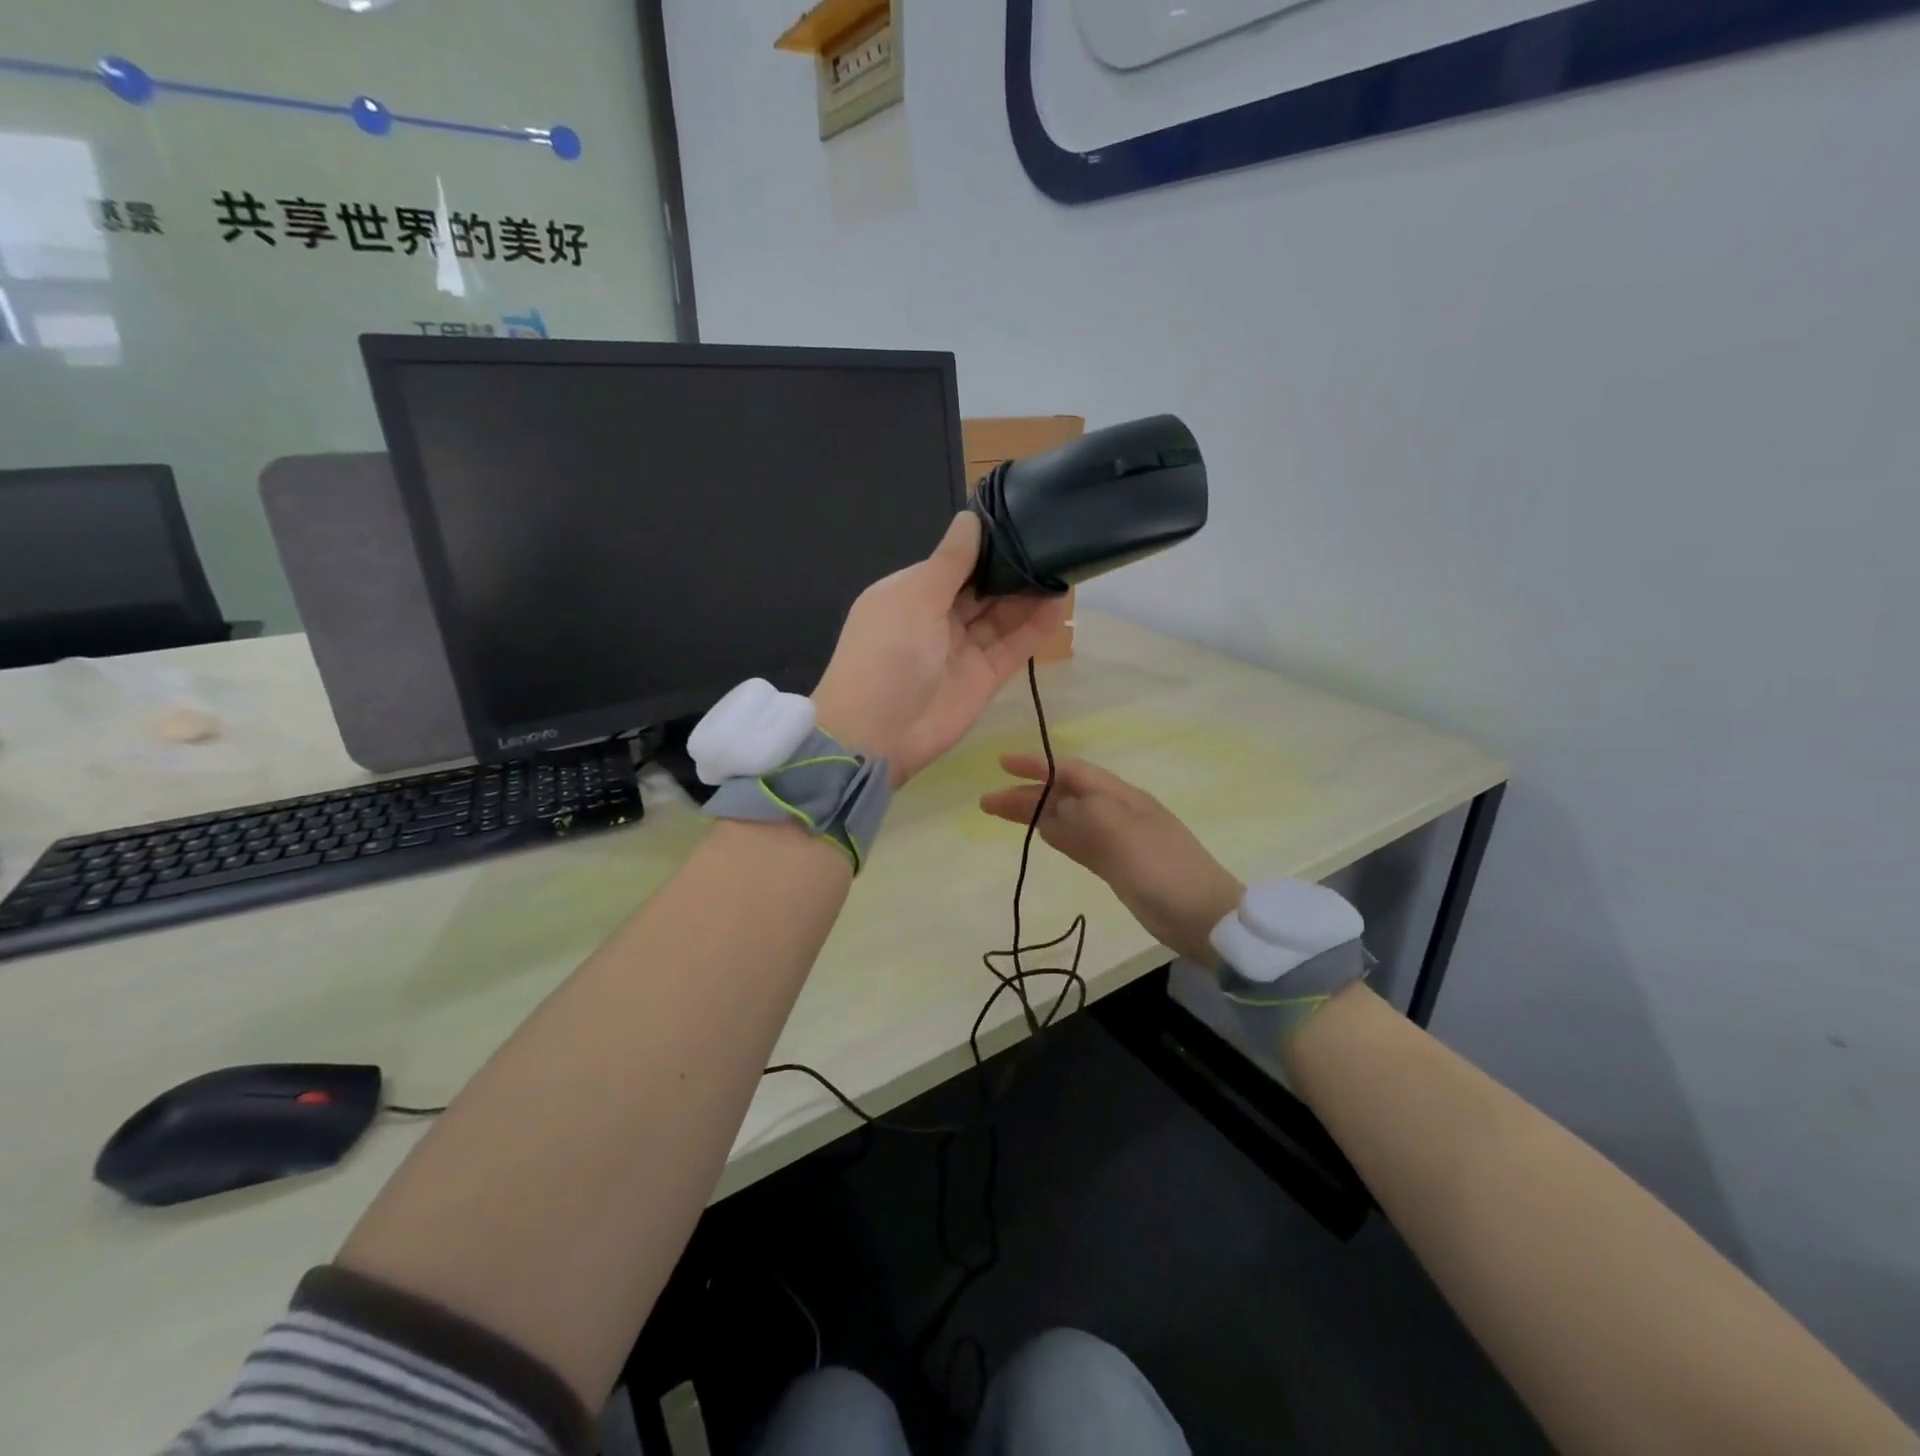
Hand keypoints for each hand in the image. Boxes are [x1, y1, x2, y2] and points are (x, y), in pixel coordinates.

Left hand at [812, 514, 1069, 784]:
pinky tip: (1058, 603)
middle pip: (981, 589)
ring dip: (1027, 595)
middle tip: (1053, 543)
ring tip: (1063, 567)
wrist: (878, 733)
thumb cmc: (887, 653)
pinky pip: (1013, 646)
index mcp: (911, 593)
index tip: (1022, 523)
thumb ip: (950, 561)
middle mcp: (937, 618)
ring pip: (1001, 616)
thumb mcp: (914, 596)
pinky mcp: (984, 677)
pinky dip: (1034, 627)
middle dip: (1011, 570)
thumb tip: (970, 518)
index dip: (986, 546)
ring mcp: (962, 649)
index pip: (954, 563)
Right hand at [980, 755, 1243, 964]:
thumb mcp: (1121, 833)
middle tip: (987, 801)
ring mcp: (1117, 839)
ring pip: (1067, 818)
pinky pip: (1077, 842)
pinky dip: (1055, 834)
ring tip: (1001, 814)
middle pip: (1064, 795)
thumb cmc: (1162, 870)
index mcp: (1121, 796)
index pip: (1071, 771)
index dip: (1036, 766)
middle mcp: (1117, 811)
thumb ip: (1082, 815)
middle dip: (1027, 793)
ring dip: (1035, 813)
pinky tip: (1041, 834)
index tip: (1001, 764)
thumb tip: (1049, 809)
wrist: (1203, 917)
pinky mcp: (1117, 866)